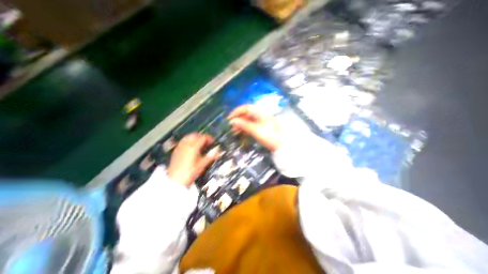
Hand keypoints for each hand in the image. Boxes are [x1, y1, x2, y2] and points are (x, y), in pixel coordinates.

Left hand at [169, 132, 219, 187]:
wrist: (175, 180)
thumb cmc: (188, 174)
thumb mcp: (201, 165)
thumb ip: (210, 157)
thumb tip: (216, 151)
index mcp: (192, 148)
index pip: (202, 138)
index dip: (209, 138)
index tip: (212, 141)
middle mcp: (185, 146)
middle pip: (195, 135)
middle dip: (202, 136)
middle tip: (207, 141)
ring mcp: (180, 148)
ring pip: (188, 137)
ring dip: (195, 137)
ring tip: (199, 142)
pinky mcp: (176, 151)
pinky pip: (183, 141)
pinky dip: (189, 141)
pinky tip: (191, 146)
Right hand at [227, 105, 282, 151]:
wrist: (282, 144)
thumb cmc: (269, 136)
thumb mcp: (256, 130)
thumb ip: (243, 125)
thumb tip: (232, 121)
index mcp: (260, 112)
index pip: (246, 108)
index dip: (236, 112)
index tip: (229, 119)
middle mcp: (260, 114)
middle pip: (246, 114)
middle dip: (238, 119)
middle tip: (231, 128)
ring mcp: (261, 120)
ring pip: (248, 119)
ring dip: (241, 124)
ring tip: (235, 132)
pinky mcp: (262, 126)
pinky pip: (251, 124)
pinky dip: (245, 128)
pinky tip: (242, 133)